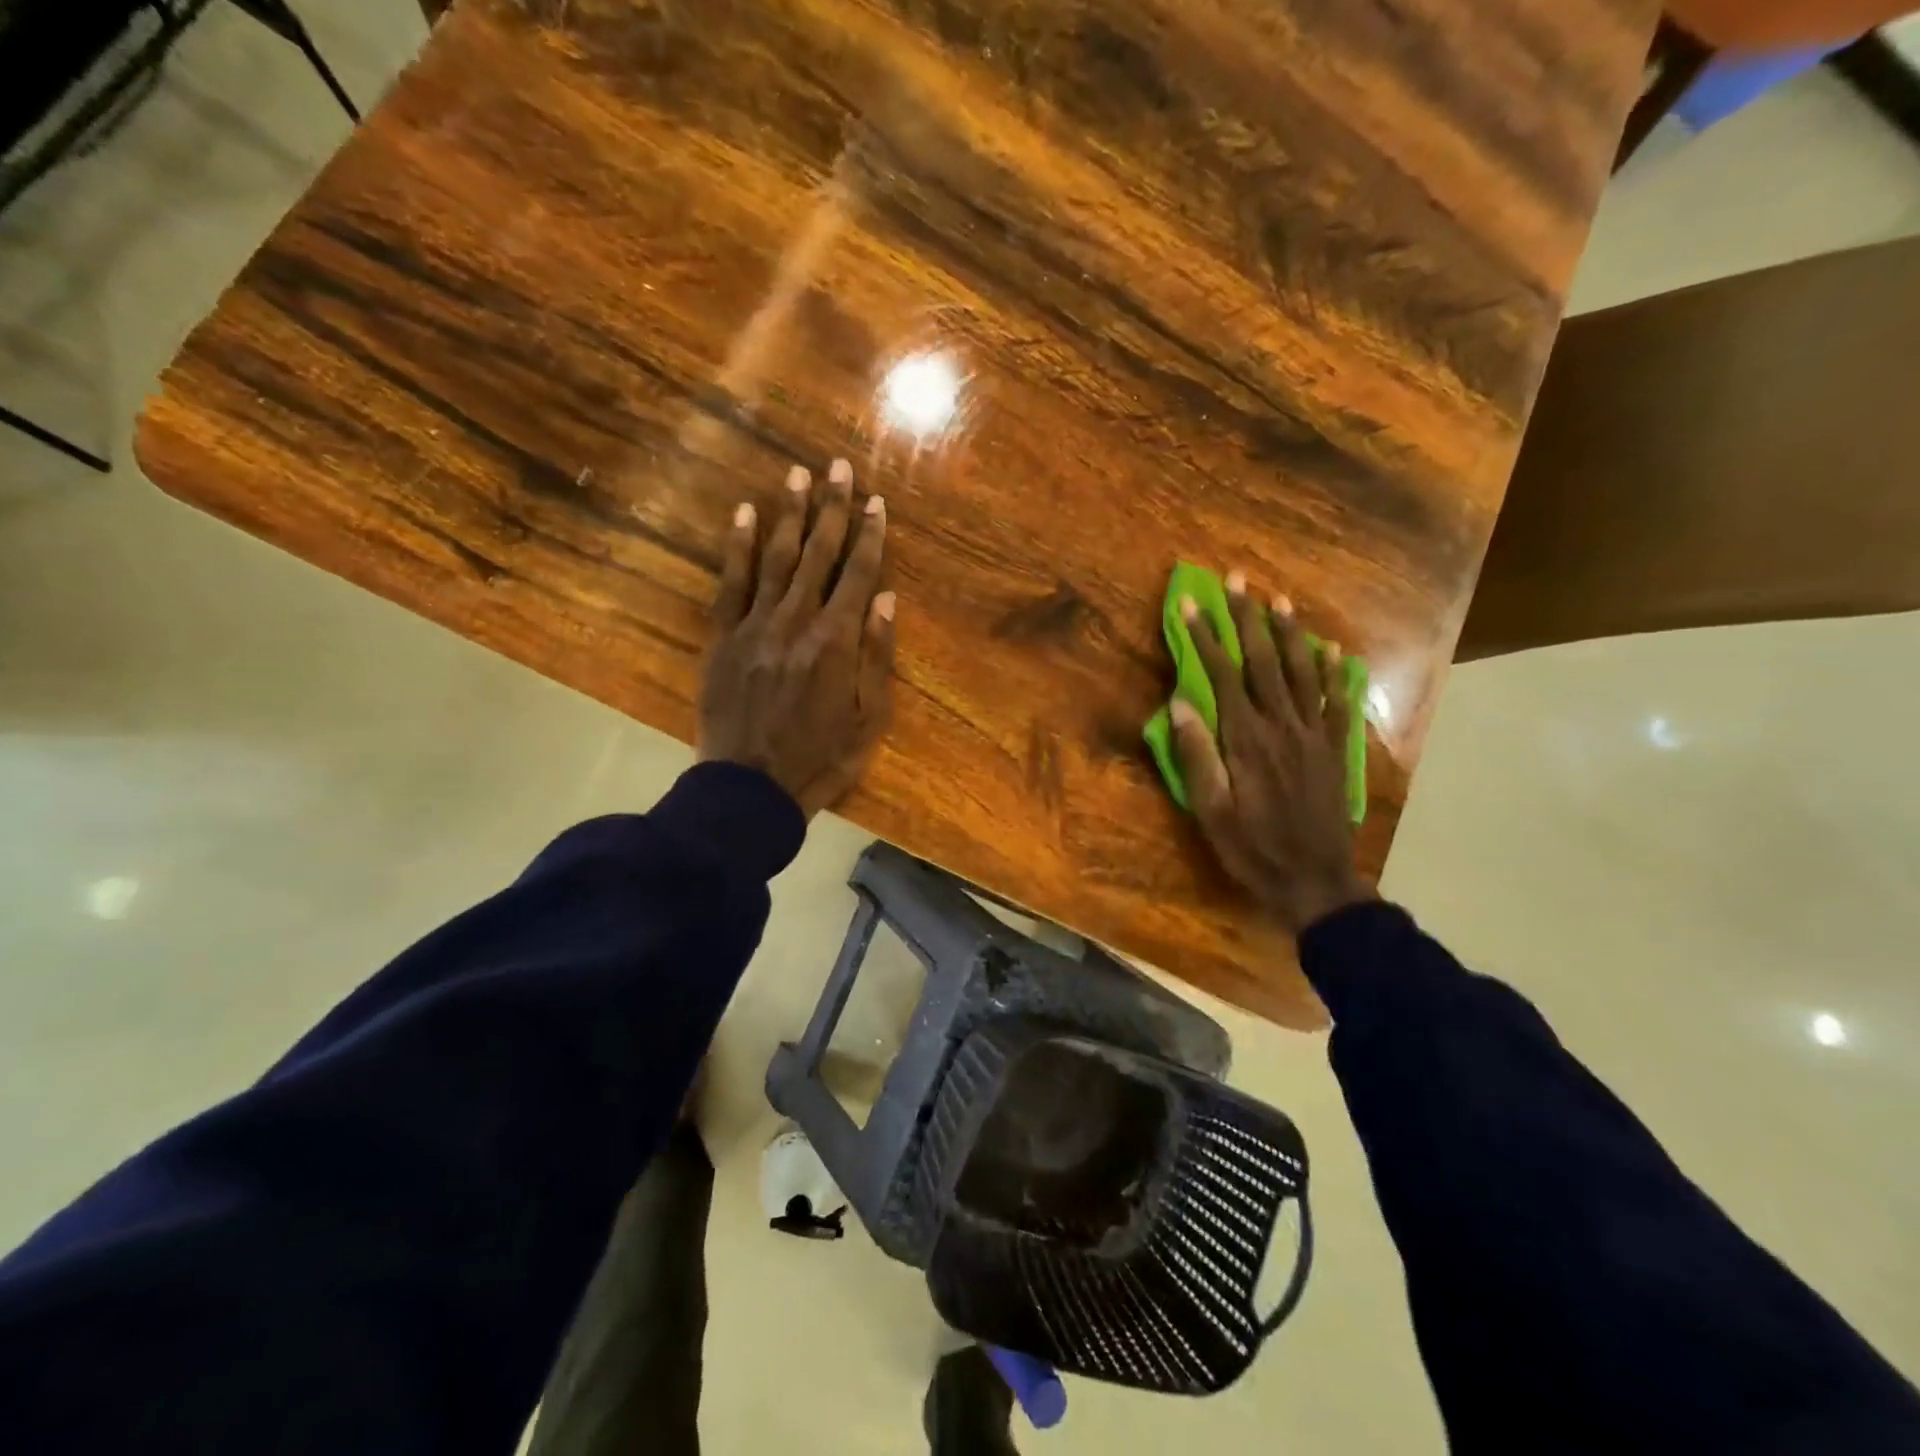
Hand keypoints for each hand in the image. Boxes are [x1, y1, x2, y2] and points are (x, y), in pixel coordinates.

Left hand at [699, 458, 894, 816]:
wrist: (750, 789)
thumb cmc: (820, 760)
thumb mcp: (869, 719)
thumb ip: (878, 656)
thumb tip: (885, 598)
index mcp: (837, 641)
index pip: (858, 574)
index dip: (870, 535)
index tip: (877, 502)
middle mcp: (797, 620)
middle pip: (819, 553)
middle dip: (833, 508)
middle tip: (840, 466)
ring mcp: (756, 625)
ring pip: (776, 557)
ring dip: (790, 514)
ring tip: (799, 475)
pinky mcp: (723, 638)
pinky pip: (731, 582)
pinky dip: (738, 546)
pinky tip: (745, 514)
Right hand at [1170, 571, 1371, 936]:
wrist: (1315, 880)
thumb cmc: (1253, 847)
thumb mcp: (1210, 810)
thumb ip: (1197, 754)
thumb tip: (1180, 704)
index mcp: (1246, 739)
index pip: (1223, 676)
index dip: (1205, 639)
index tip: (1190, 606)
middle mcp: (1282, 726)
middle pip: (1264, 661)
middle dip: (1247, 618)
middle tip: (1238, 580)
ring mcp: (1314, 734)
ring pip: (1302, 671)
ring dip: (1290, 633)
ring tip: (1279, 600)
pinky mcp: (1335, 748)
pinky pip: (1336, 700)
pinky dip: (1333, 671)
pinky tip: (1331, 649)